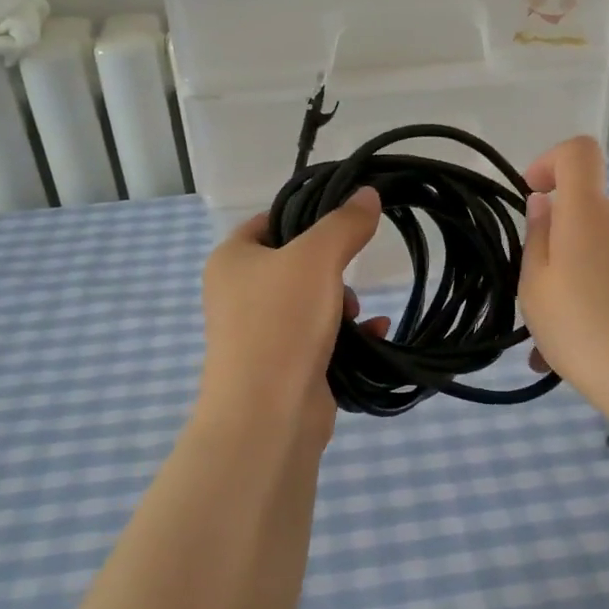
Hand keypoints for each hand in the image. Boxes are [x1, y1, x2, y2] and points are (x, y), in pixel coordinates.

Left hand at [199, 188, 388, 448]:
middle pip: (296, 264)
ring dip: (345, 305)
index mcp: (232, 260)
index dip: (306, 216)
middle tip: (347, 279)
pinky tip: (376, 334)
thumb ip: (343, 224)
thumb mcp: (316, 259)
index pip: (270, 221)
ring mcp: (261, 333)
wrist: (268, 413)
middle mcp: (239, 294)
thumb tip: (367, 194)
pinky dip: (350, 336)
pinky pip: (323, 338)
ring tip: (356, 315)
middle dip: (333, 271)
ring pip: (313, 303)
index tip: (344, 220)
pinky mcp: (285, 366)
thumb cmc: (281, 322)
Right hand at [520, 137, 608, 410]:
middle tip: (542, 301)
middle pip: (589, 215)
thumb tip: (544, 205)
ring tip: (566, 342)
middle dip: (563, 246)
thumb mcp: (537, 289)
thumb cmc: (585, 329)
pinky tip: (602, 349)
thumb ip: (537, 239)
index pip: (579, 153)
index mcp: (589, 214)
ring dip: (585, 281)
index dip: (552, 162)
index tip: (534, 195)